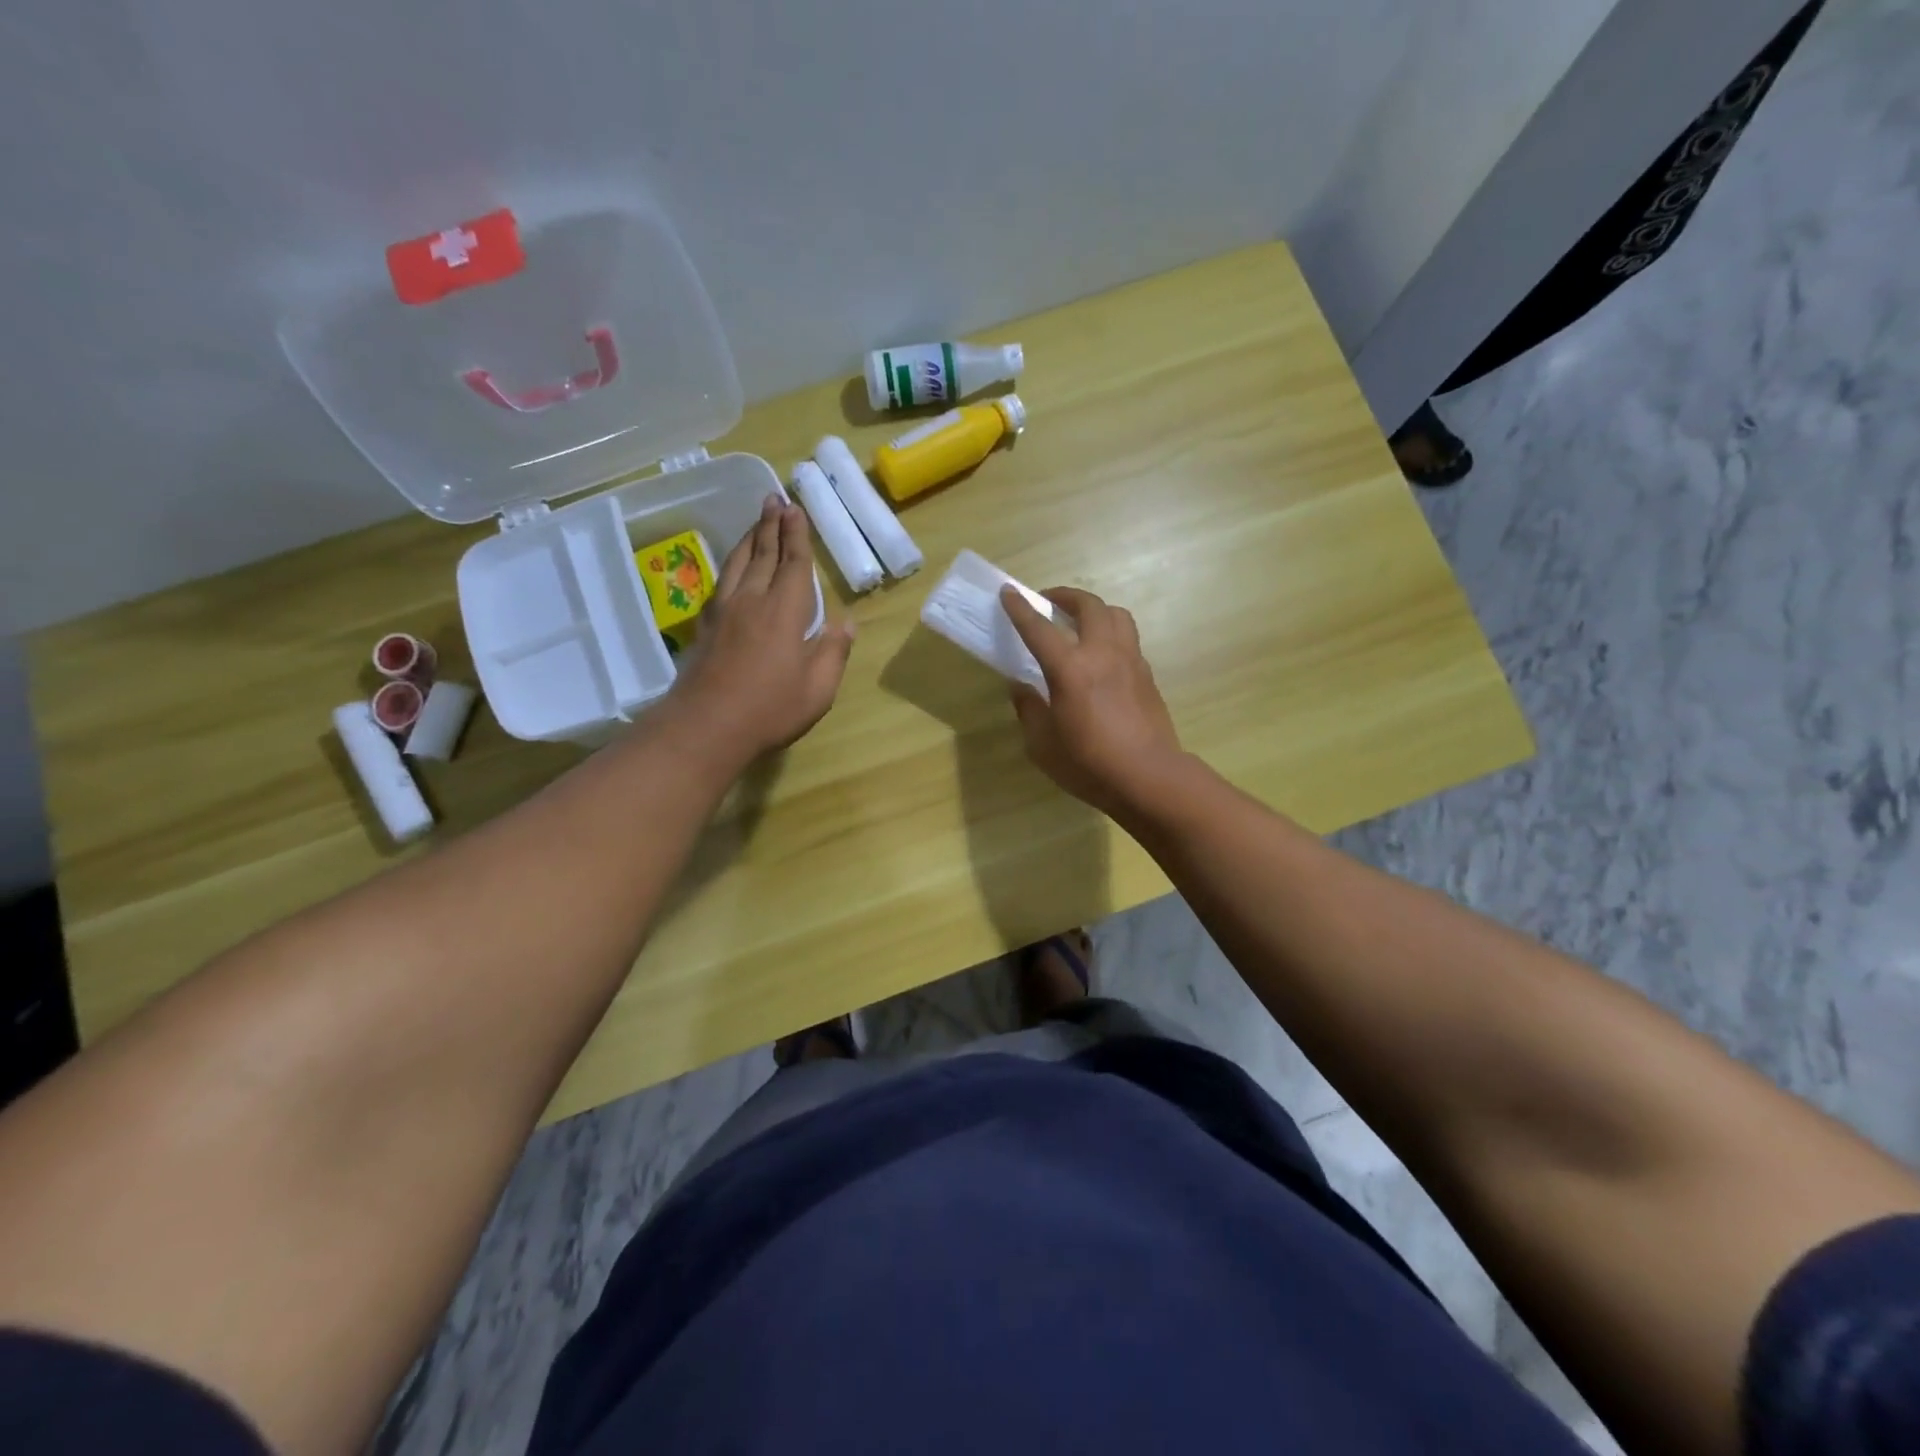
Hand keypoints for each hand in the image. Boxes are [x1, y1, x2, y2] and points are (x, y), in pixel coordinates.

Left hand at [665, 496, 854, 762]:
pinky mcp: (707, 626)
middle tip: (774, 499)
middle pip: (762, 553)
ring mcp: (725, 612)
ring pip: (738, 563)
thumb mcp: (818, 688)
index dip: (796, 535)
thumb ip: (833, 651)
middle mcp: (752, 600)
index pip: (793, 563)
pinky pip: (721, 581)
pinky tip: (732, 565)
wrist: (707, 726)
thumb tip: (846, 623)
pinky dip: (731, 564)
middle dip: (771, 525)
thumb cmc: (770, 708)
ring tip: (757, 520)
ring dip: (749, 538)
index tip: (795, 509)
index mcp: (784, 611)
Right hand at [999, 585, 1184, 818]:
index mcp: (1070, 669)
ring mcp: (1130, 661)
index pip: (1039, 628)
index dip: (1020, 608)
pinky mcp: (1147, 676)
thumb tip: (1020, 687)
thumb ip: (1029, 709)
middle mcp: (1102, 654)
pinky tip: (1102, 656)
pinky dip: (1112, 635)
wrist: (1149, 777)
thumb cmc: (1089, 764)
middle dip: (1065, 596)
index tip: (1009, 592)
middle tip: (1048, 601)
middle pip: (1088, 606)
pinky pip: (1129, 640)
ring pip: (1116, 615)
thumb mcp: (1042, 744)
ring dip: (1095, 609)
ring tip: (1081, 622)